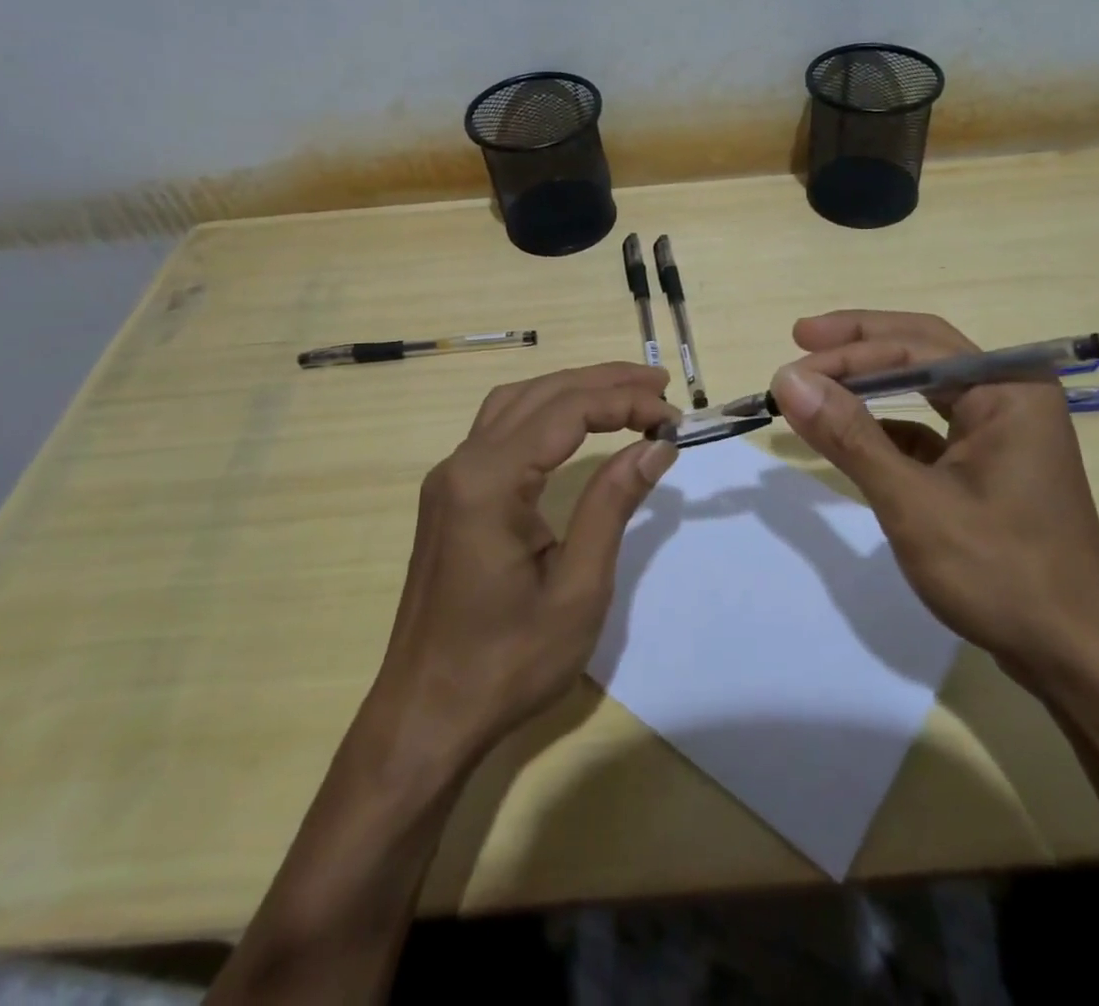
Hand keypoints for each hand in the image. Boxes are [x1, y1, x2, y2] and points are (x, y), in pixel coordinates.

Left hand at [372, 363, 678, 760]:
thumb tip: (656, 443)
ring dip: (572, 390)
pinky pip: (500, 429)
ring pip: (516, 404)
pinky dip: (545, 412)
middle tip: (659, 386)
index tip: (671, 417)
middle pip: (540, 394)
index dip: (624, 402)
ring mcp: (450, 480)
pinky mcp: (450, 497)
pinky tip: (574, 424)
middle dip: (603, 382)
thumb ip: (613, 503)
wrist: (426, 717)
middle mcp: (462, 465)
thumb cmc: (507, 662)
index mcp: (489, 482)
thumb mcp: (577, 587)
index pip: (566, 410)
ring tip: (626, 393)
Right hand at [771, 311, 1098, 689]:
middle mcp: (1011, 394)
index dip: (847, 353)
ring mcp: (1005, 429)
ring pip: (928, 384)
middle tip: (801, 336)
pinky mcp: (991, 462)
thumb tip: (788, 380)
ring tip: (820, 377)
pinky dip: (890, 423)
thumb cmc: (1000, 573)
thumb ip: (850, 436)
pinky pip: (933, 425)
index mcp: (1008, 388)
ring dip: (872, 380)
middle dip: (860, 343)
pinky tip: (855, 432)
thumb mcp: (914, 503)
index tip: (789, 371)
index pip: (915, 348)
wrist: (1073, 656)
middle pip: (924, 349)